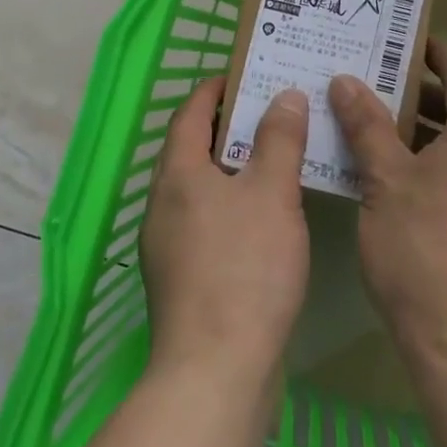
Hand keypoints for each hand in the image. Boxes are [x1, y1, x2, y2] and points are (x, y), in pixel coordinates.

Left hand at [139, 77, 311, 385]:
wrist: (216, 371)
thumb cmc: (245, 268)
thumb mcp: (272, 194)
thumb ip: (279, 140)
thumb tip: (284, 95)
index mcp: (177, 174)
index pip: (190, 113)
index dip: (216, 90)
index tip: (246, 75)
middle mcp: (163, 204)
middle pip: (193, 149)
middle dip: (230, 127)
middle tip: (274, 112)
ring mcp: (168, 245)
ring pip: (201, 188)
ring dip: (233, 168)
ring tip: (277, 159)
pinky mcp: (183, 279)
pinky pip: (207, 221)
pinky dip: (233, 205)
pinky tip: (266, 218)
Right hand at [329, 39, 446, 382]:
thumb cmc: (425, 253)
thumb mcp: (385, 183)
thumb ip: (367, 128)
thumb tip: (346, 80)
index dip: (440, 54)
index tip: (409, 40)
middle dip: (424, 96)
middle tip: (378, 84)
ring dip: (427, 135)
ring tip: (378, 130)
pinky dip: (435, 168)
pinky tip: (396, 185)